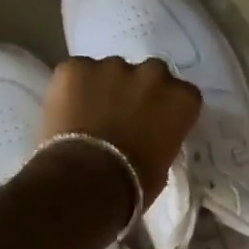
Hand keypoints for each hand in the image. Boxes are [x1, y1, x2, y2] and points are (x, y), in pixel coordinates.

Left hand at [39, 56, 202, 202]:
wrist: (87, 180)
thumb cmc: (135, 183)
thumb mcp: (164, 163)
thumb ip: (161, 138)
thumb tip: (148, 137)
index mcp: (182, 99)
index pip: (182, 94)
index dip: (166, 108)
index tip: (155, 123)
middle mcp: (153, 74)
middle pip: (150, 74)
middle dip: (138, 90)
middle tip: (123, 116)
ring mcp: (112, 65)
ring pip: (110, 71)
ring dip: (104, 88)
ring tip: (89, 116)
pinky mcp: (75, 67)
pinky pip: (76, 72)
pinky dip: (72, 88)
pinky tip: (66, 112)